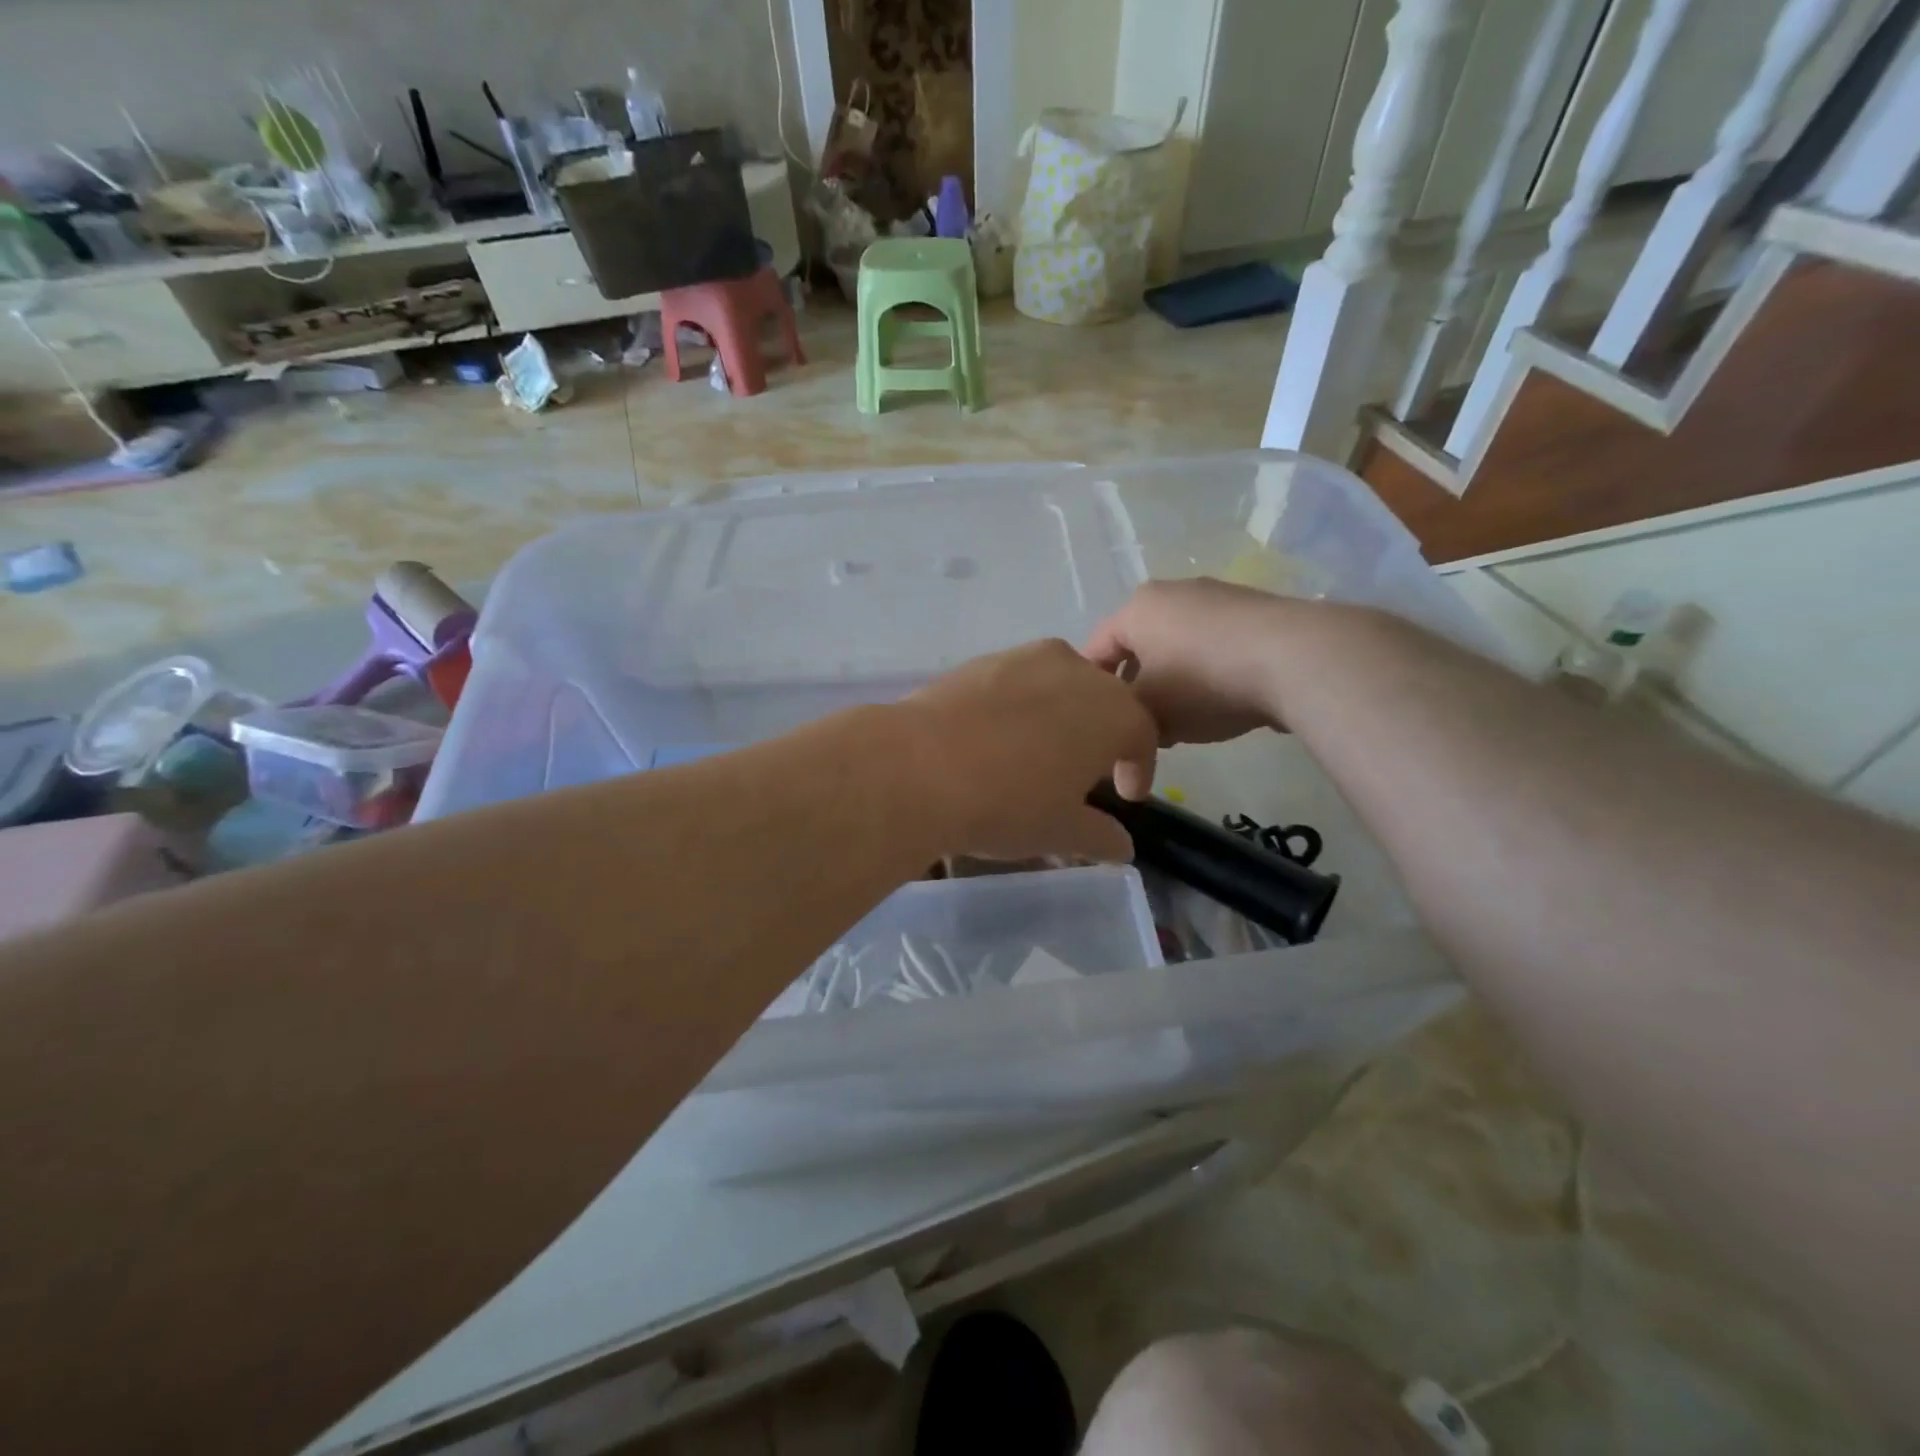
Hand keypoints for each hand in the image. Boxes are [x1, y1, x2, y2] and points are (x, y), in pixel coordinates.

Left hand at [899, 639, 1159, 862]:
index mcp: (1113, 712)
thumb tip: (1123, 847)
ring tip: (1038, 753)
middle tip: (1083, 773)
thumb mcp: (1061, 831)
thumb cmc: (1008, 803)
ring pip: (1058, 686)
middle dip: (1100, 736)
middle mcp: (1076, 671)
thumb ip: (1101, 836)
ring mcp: (1025, 658)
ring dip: (1059, 716)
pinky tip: (995, 738)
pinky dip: (1018, 706)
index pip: (1141, 736)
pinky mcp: (981, 660)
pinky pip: (1016, 683)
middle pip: (1102, 702)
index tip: (1126, 794)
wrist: (918, 767)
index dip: (1138, 767)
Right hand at [1086, 579, 1291, 798]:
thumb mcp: (1149, 715)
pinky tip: (1224, 704)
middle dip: (1136, 690)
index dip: (1090, 692)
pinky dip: (1210, 675)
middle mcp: (1173, 592)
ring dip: (1174, 685)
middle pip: (1138, 648)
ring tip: (1185, 722)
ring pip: (1178, 648)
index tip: (1097, 725)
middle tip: (1140, 728)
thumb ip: (1125, 729)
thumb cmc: (1203, 682)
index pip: (1095, 650)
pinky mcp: (1257, 613)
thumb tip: (1125, 754)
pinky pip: (1216, 647)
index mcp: (1137, 608)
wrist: (1296, 659)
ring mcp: (1219, 598)